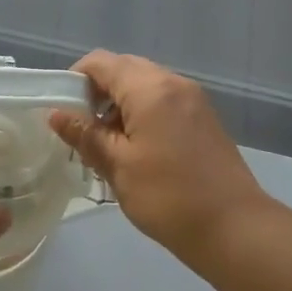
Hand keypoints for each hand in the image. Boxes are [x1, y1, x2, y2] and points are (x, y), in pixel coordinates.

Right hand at [49, 51, 270, 261]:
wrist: (234, 227)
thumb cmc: (168, 196)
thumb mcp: (118, 166)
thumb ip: (86, 135)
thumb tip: (57, 114)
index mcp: (150, 88)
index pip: (101, 62)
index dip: (75, 79)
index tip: (62, 110)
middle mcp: (173, 83)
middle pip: (124, 69)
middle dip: (98, 92)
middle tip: (83, 129)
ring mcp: (193, 99)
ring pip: (145, 85)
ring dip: (120, 104)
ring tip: (107, 145)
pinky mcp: (204, 118)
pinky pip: (164, 101)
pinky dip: (143, 113)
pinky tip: (137, 150)